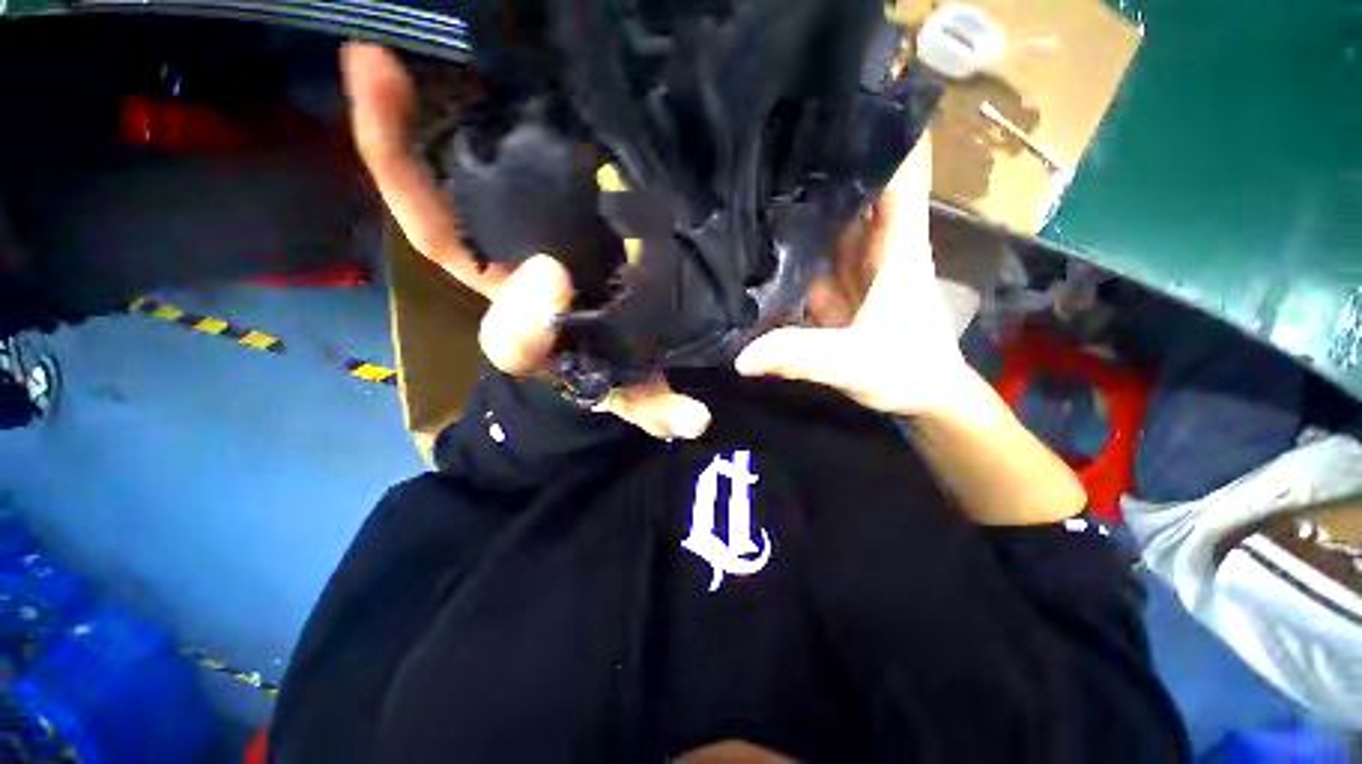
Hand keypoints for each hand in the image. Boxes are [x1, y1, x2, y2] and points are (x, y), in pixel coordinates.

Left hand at [340, 43, 710, 438]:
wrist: (601, 349)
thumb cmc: (613, 375)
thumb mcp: (636, 399)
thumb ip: (660, 410)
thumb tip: (698, 420)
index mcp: (538, 342)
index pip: (513, 337)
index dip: (526, 317)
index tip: (555, 278)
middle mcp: (510, 287)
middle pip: (443, 229)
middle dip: (399, 163)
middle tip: (375, 75)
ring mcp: (512, 243)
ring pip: (449, 188)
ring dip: (408, 124)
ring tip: (382, 57)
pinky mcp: (530, 215)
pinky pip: (486, 166)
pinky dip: (446, 124)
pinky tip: (455, 73)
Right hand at [736, 134, 978, 418]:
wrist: (920, 398)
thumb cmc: (906, 372)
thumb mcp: (854, 363)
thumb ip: (801, 356)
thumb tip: (741, 357)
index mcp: (895, 248)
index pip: (900, 174)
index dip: (881, 134)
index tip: (842, 106)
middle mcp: (875, 248)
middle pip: (855, 191)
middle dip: (824, 163)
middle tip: (776, 140)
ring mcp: (854, 270)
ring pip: (830, 223)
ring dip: (804, 203)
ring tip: (761, 177)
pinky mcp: (838, 291)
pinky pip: (813, 259)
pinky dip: (793, 247)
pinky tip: (764, 238)